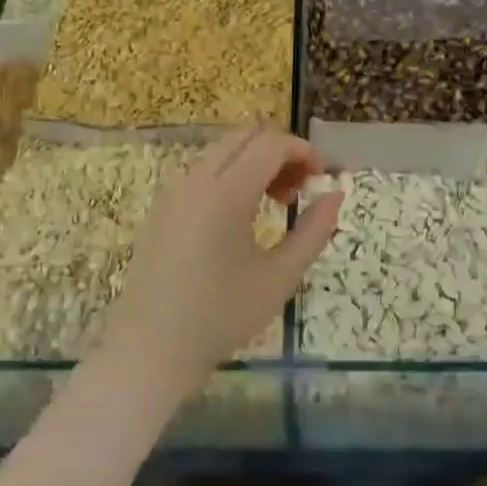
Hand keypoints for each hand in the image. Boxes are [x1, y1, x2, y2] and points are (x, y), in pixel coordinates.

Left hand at [118, 130, 343, 381]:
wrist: (151, 350)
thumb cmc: (221, 317)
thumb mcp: (280, 277)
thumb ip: (314, 230)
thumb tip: (335, 194)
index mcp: (226, 193)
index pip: (271, 143)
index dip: (304, 151)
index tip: (322, 180)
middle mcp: (196, 179)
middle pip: (246, 136)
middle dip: (281, 151)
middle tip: (300, 189)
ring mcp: (175, 190)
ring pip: (224, 149)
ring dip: (256, 161)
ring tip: (276, 204)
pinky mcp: (164, 206)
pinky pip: (205, 169)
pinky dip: (233, 174)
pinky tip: (243, 216)